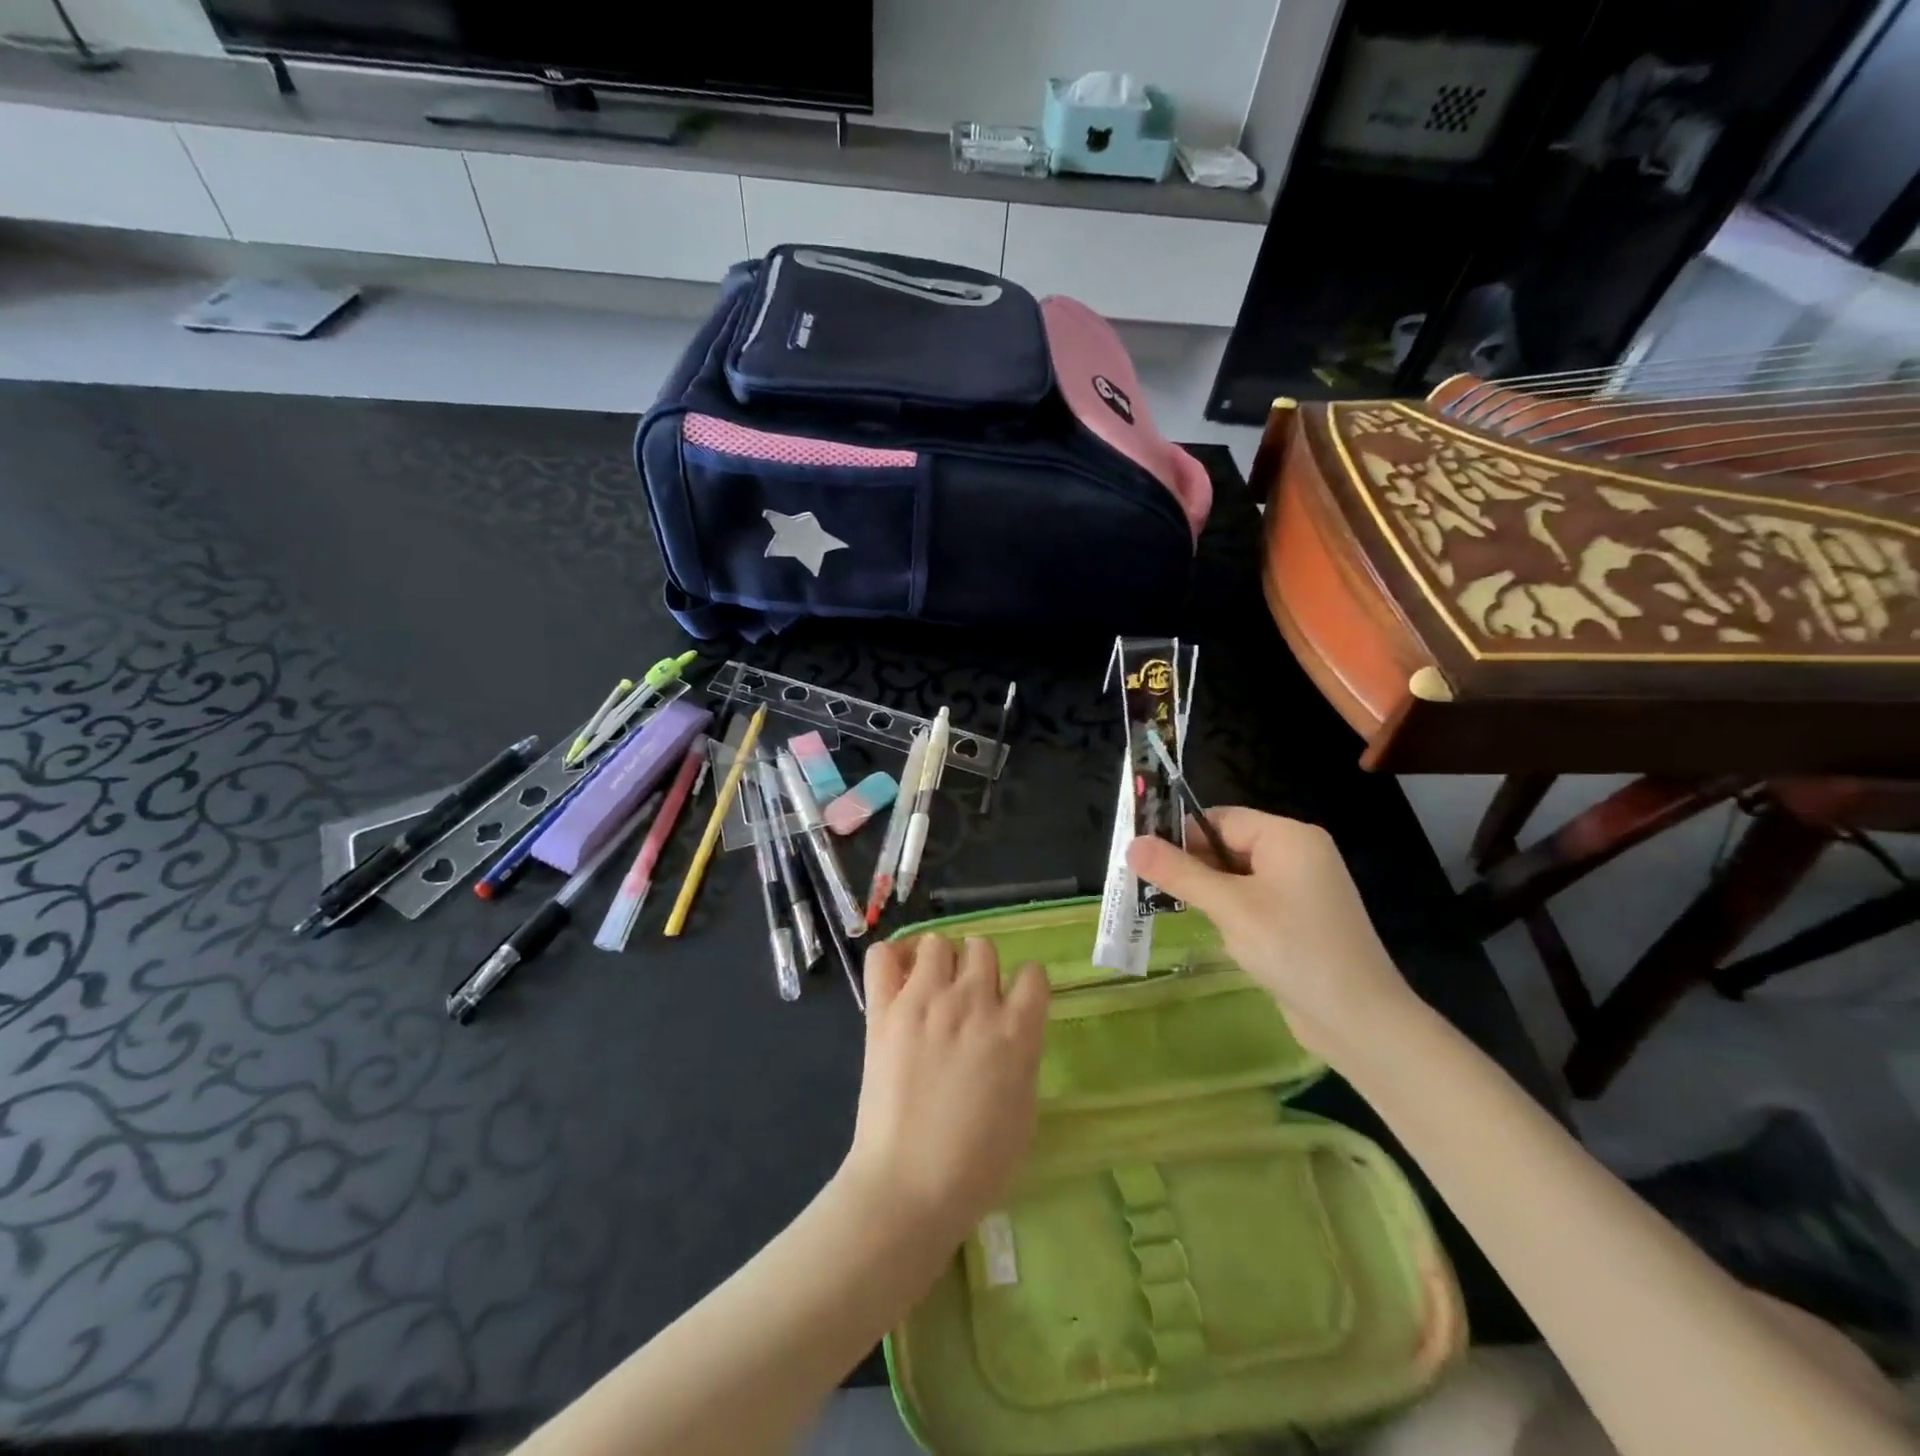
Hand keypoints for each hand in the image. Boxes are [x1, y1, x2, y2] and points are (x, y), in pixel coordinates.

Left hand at [842, 936, 1048, 1251]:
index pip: (1033, 973)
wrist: (910, 1187)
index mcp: (1017, 1030)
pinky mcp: (885, 1010)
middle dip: (980, 967)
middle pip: (983, 948)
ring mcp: (926, 1001)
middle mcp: (974, 1003)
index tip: (1014, 1002)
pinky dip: (893, 959)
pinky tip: (898, 980)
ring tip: (932, 988)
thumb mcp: (1024, 1109)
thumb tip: (1011, 1031)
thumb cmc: (978, 1165)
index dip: (1025, 985)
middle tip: (969, 998)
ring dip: (940, 961)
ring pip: (939, 942)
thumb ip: (1022, 1056)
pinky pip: (884, 955)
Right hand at [1126, 809, 1414, 1058]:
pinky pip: (1251, 898)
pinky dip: (1226, 908)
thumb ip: (1180, 873)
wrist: (1359, 1021)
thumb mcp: (1229, 907)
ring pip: (1236, 874)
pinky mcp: (1298, 919)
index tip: (1141, 857)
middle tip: (1145, 884)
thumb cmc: (1294, 950)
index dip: (1179, 834)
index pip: (1220, 819)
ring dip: (1204, 888)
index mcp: (1288, 837)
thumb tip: (1132, 844)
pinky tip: (1207, 927)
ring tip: (1167, 905)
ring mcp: (1301, 888)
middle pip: (1227, 844)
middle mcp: (1297, 854)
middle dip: (1189, 863)